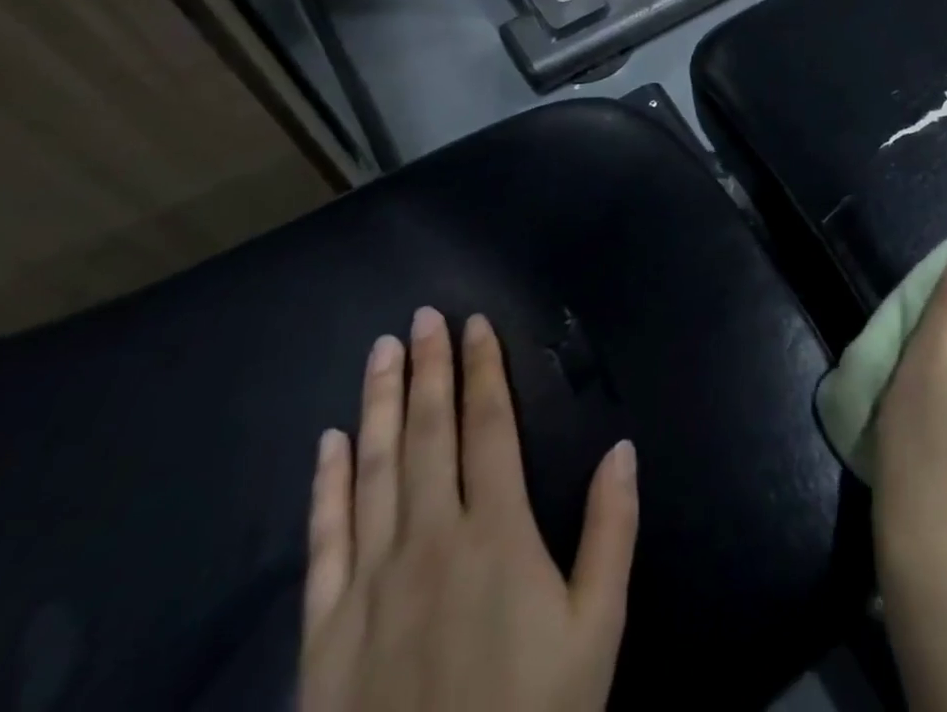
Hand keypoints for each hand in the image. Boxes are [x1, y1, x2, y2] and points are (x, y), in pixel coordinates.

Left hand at [300, 307, 638, 711]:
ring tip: (381, 351)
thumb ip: (611, 531)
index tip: (474, 325)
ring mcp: (370, 582)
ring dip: (377, 404)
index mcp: (496, 532)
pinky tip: (329, 444)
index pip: (488, 427)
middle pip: (426, 433)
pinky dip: (326, 486)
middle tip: (423, 316)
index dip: (482, 371)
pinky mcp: (325, 631)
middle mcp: (430, 538)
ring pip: (373, 470)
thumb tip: (622, 447)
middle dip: (427, 368)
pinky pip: (324, 541)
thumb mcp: (596, 629)